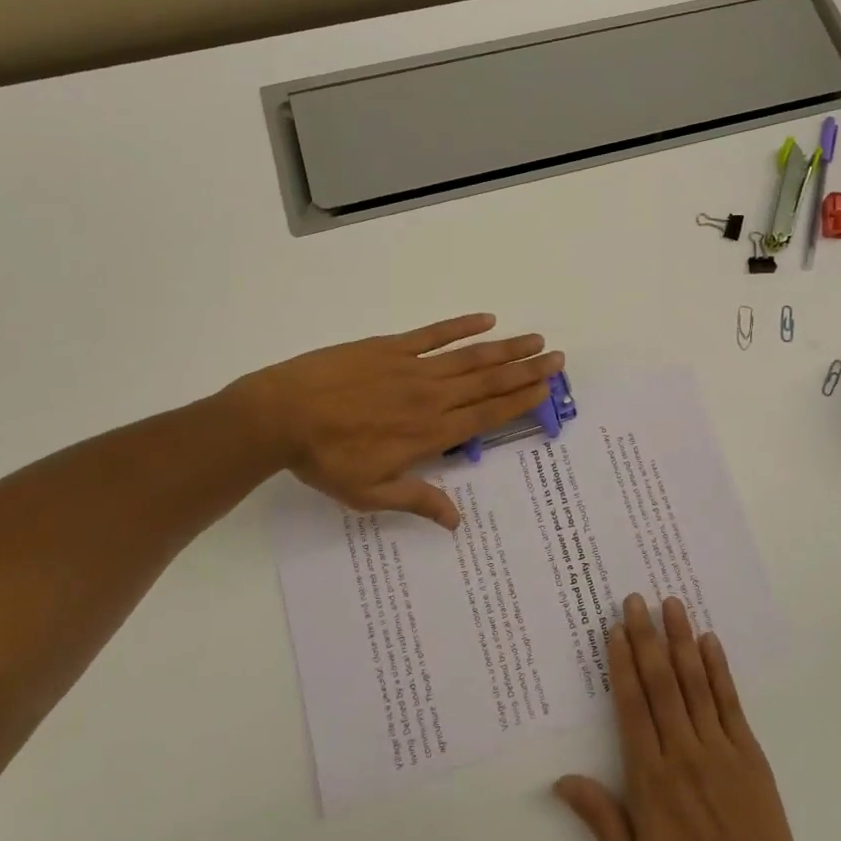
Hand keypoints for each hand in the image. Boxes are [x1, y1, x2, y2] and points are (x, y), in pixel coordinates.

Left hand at [229, 313, 562, 527]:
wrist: (282, 415)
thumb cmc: (327, 460)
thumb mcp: (371, 493)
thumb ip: (418, 500)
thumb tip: (457, 521)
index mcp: (430, 433)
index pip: (486, 415)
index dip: (520, 401)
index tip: (546, 388)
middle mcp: (431, 397)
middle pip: (489, 382)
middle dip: (527, 370)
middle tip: (557, 357)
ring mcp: (412, 368)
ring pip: (470, 357)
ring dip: (506, 348)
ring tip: (535, 339)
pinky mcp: (390, 347)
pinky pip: (433, 334)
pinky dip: (461, 326)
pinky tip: (486, 318)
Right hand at [555, 594, 815, 840]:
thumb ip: (602, 820)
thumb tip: (563, 781)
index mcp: (651, 778)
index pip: (632, 707)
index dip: (623, 664)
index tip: (616, 630)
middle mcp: (682, 752)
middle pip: (660, 683)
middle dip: (647, 637)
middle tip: (637, 599)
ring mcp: (718, 748)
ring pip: (694, 682)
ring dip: (681, 640)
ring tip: (672, 604)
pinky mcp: (748, 751)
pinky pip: (729, 701)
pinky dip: (719, 669)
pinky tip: (710, 641)